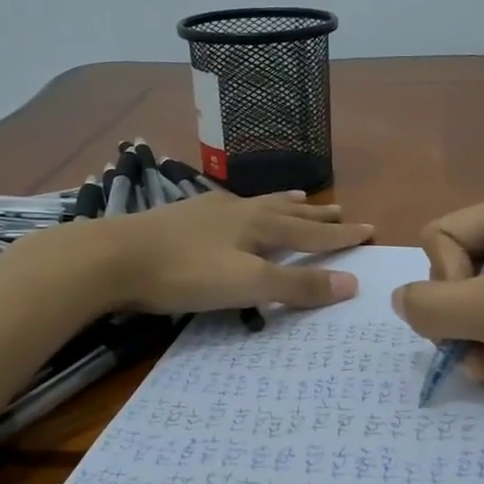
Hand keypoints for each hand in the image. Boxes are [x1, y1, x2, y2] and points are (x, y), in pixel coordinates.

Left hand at [92, 190, 373, 314]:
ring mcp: (208, 211)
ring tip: (300, 198)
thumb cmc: (185, 273)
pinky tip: (235, 209)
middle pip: (287, 211)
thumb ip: (297, 285)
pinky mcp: (183, 217)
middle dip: (316, 214)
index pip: (311, 231)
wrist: (114, 257)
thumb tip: (352, 284)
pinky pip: (230, 208)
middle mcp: (239, 211)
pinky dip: (249, 208)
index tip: (370, 229)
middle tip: (341, 209)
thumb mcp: (247, 284)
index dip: (341, 234)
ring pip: (258, 205)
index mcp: (259, 225)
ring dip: (284, 204)